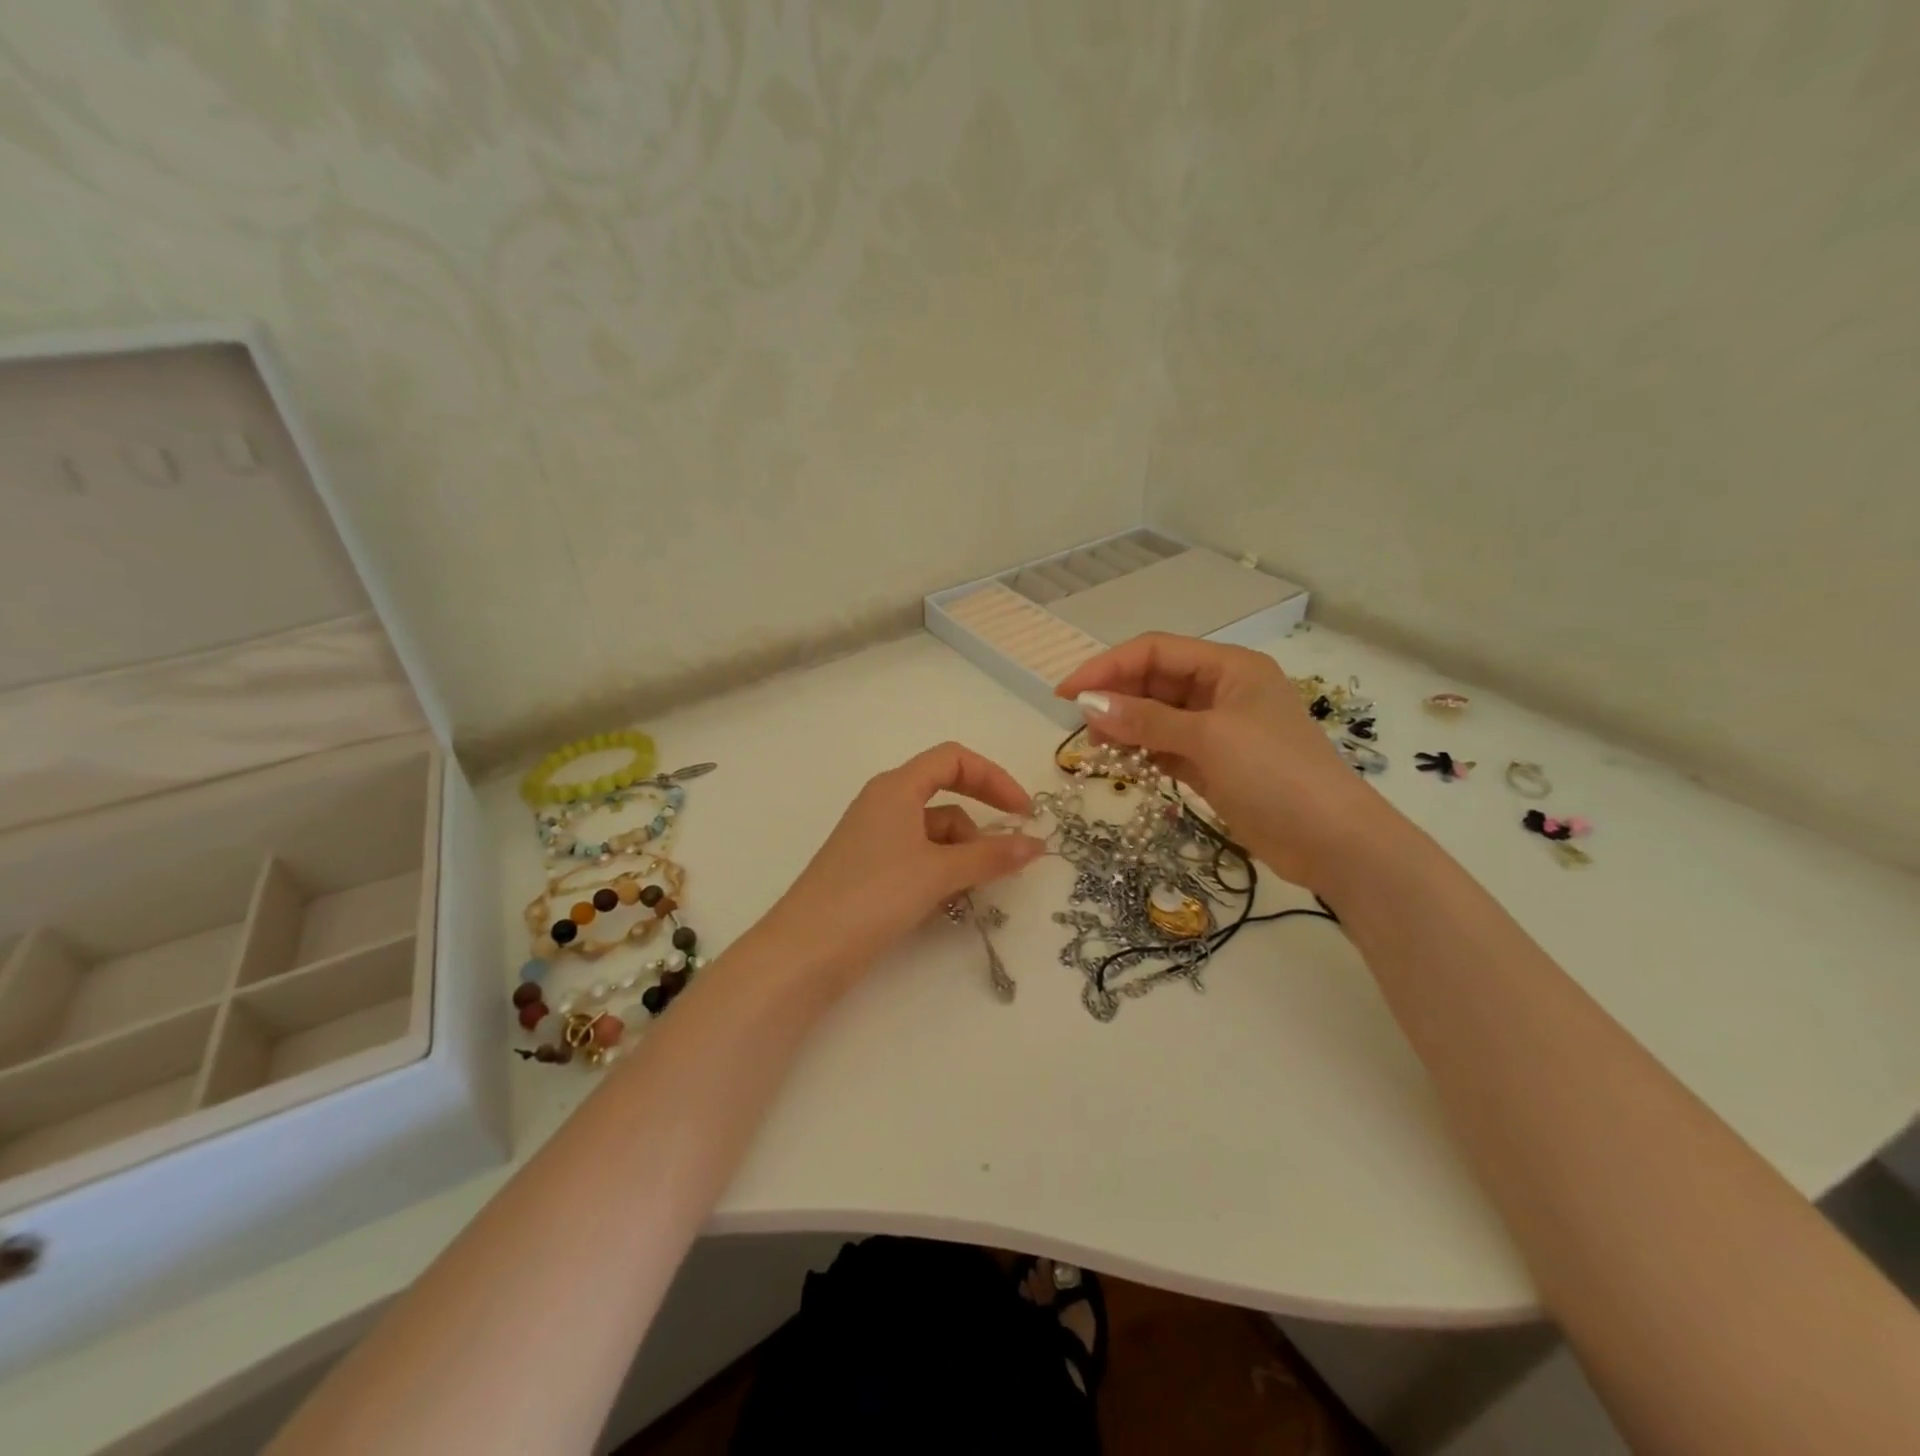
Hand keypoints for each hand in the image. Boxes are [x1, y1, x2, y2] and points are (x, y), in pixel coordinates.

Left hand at [768, 742, 1045, 990]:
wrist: (806, 950)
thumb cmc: (874, 895)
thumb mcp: (939, 872)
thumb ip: (991, 856)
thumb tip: (1037, 844)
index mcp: (896, 787)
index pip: (953, 760)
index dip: (993, 778)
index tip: (1024, 812)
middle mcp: (884, 804)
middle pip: (946, 797)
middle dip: (980, 826)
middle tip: (1008, 857)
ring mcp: (874, 838)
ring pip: (934, 833)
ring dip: (962, 855)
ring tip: (973, 890)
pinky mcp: (869, 870)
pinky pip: (918, 857)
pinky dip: (941, 872)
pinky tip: (949, 901)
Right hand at [1056, 633, 1398, 889]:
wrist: (1332, 842)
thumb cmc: (1274, 775)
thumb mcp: (1208, 739)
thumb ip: (1145, 720)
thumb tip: (1088, 703)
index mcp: (1229, 667)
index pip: (1155, 651)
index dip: (1108, 667)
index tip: (1067, 692)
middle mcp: (1222, 691)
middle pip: (1154, 682)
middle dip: (1115, 699)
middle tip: (1080, 727)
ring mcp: (1219, 729)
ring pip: (1157, 717)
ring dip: (1125, 728)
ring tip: (1096, 750)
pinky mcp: (1215, 764)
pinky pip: (1167, 747)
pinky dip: (1143, 753)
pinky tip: (1122, 764)